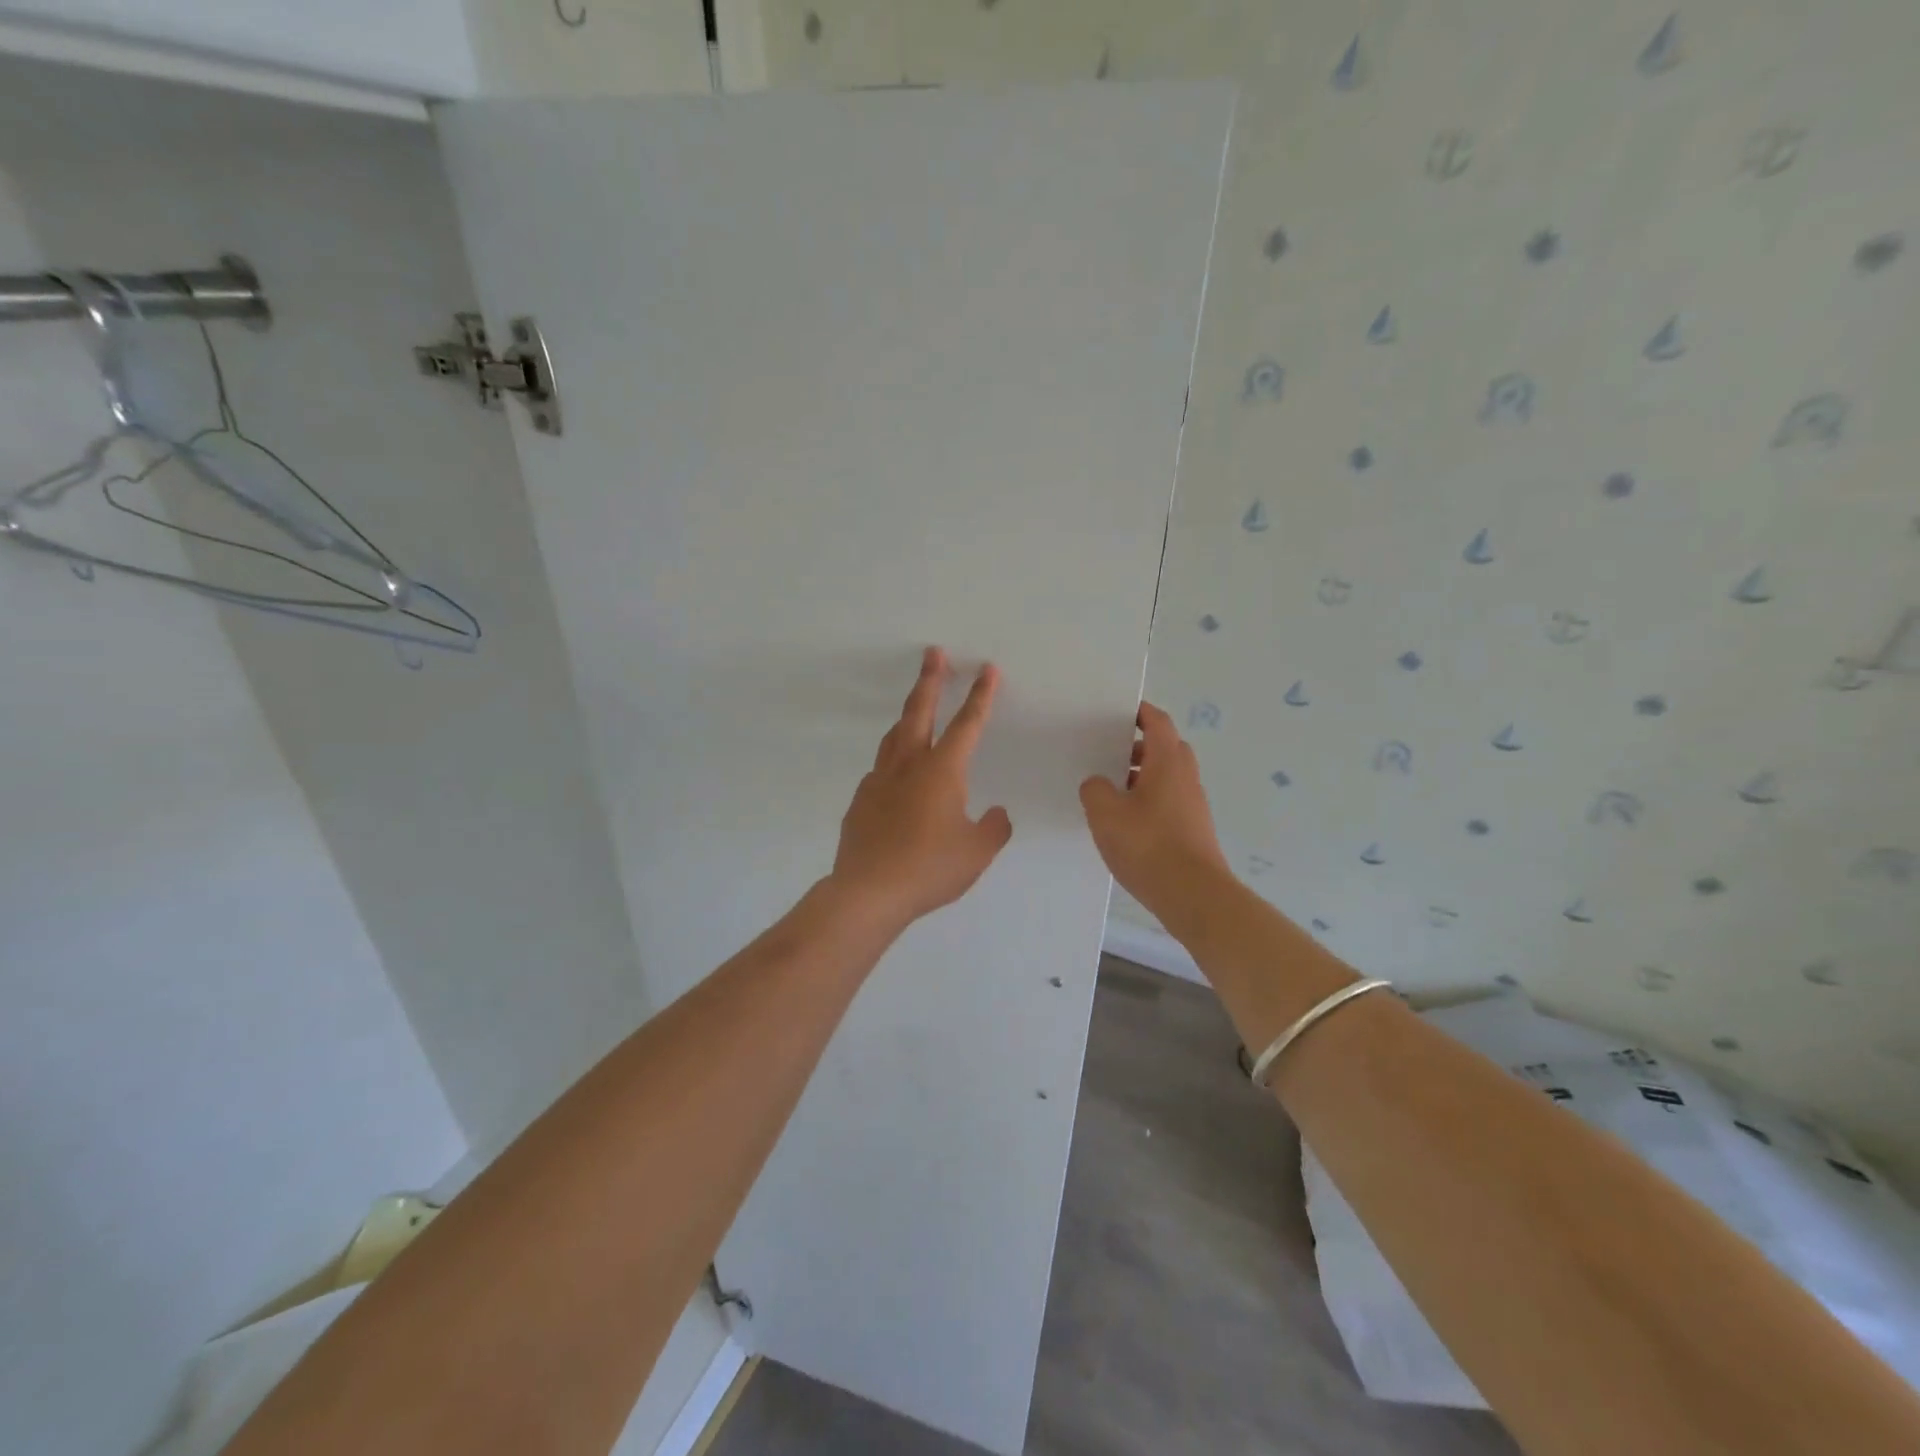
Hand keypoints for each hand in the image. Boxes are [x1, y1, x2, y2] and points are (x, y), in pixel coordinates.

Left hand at [829, 647, 1013, 931]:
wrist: (868, 892)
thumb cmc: (929, 868)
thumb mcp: (976, 852)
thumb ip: (993, 829)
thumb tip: (998, 814)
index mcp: (942, 771)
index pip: (968, 724)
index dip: (981, 696)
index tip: (987, 669)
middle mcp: (909, 766)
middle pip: (919, 711)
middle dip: (930, 680)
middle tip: (933, 654)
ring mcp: (879, 780)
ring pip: (895, 736)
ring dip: (907, 715)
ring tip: (914, 706)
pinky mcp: (861, 800)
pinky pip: (881, 771)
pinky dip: (893, 761)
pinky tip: (897, 777)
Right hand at [1079, 702, 1230, 927]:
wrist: (1193, 895)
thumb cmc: (1148, 845)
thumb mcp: (1105, 813)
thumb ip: (1095, 789)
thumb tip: (1098, 783)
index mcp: (1167, 762)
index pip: (1157, 722)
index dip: (1139, 712)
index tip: (1116, 711)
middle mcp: (1185, 777)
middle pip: (1164, 748)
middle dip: (1136, 747)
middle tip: (1106, 753)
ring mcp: (1192, 805)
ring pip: (1165, 777)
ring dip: (1140, 777)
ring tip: (1108, 791)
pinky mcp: (1192, 830)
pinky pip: (1167, 802)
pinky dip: (1147, 801)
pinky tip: (1124, 823)